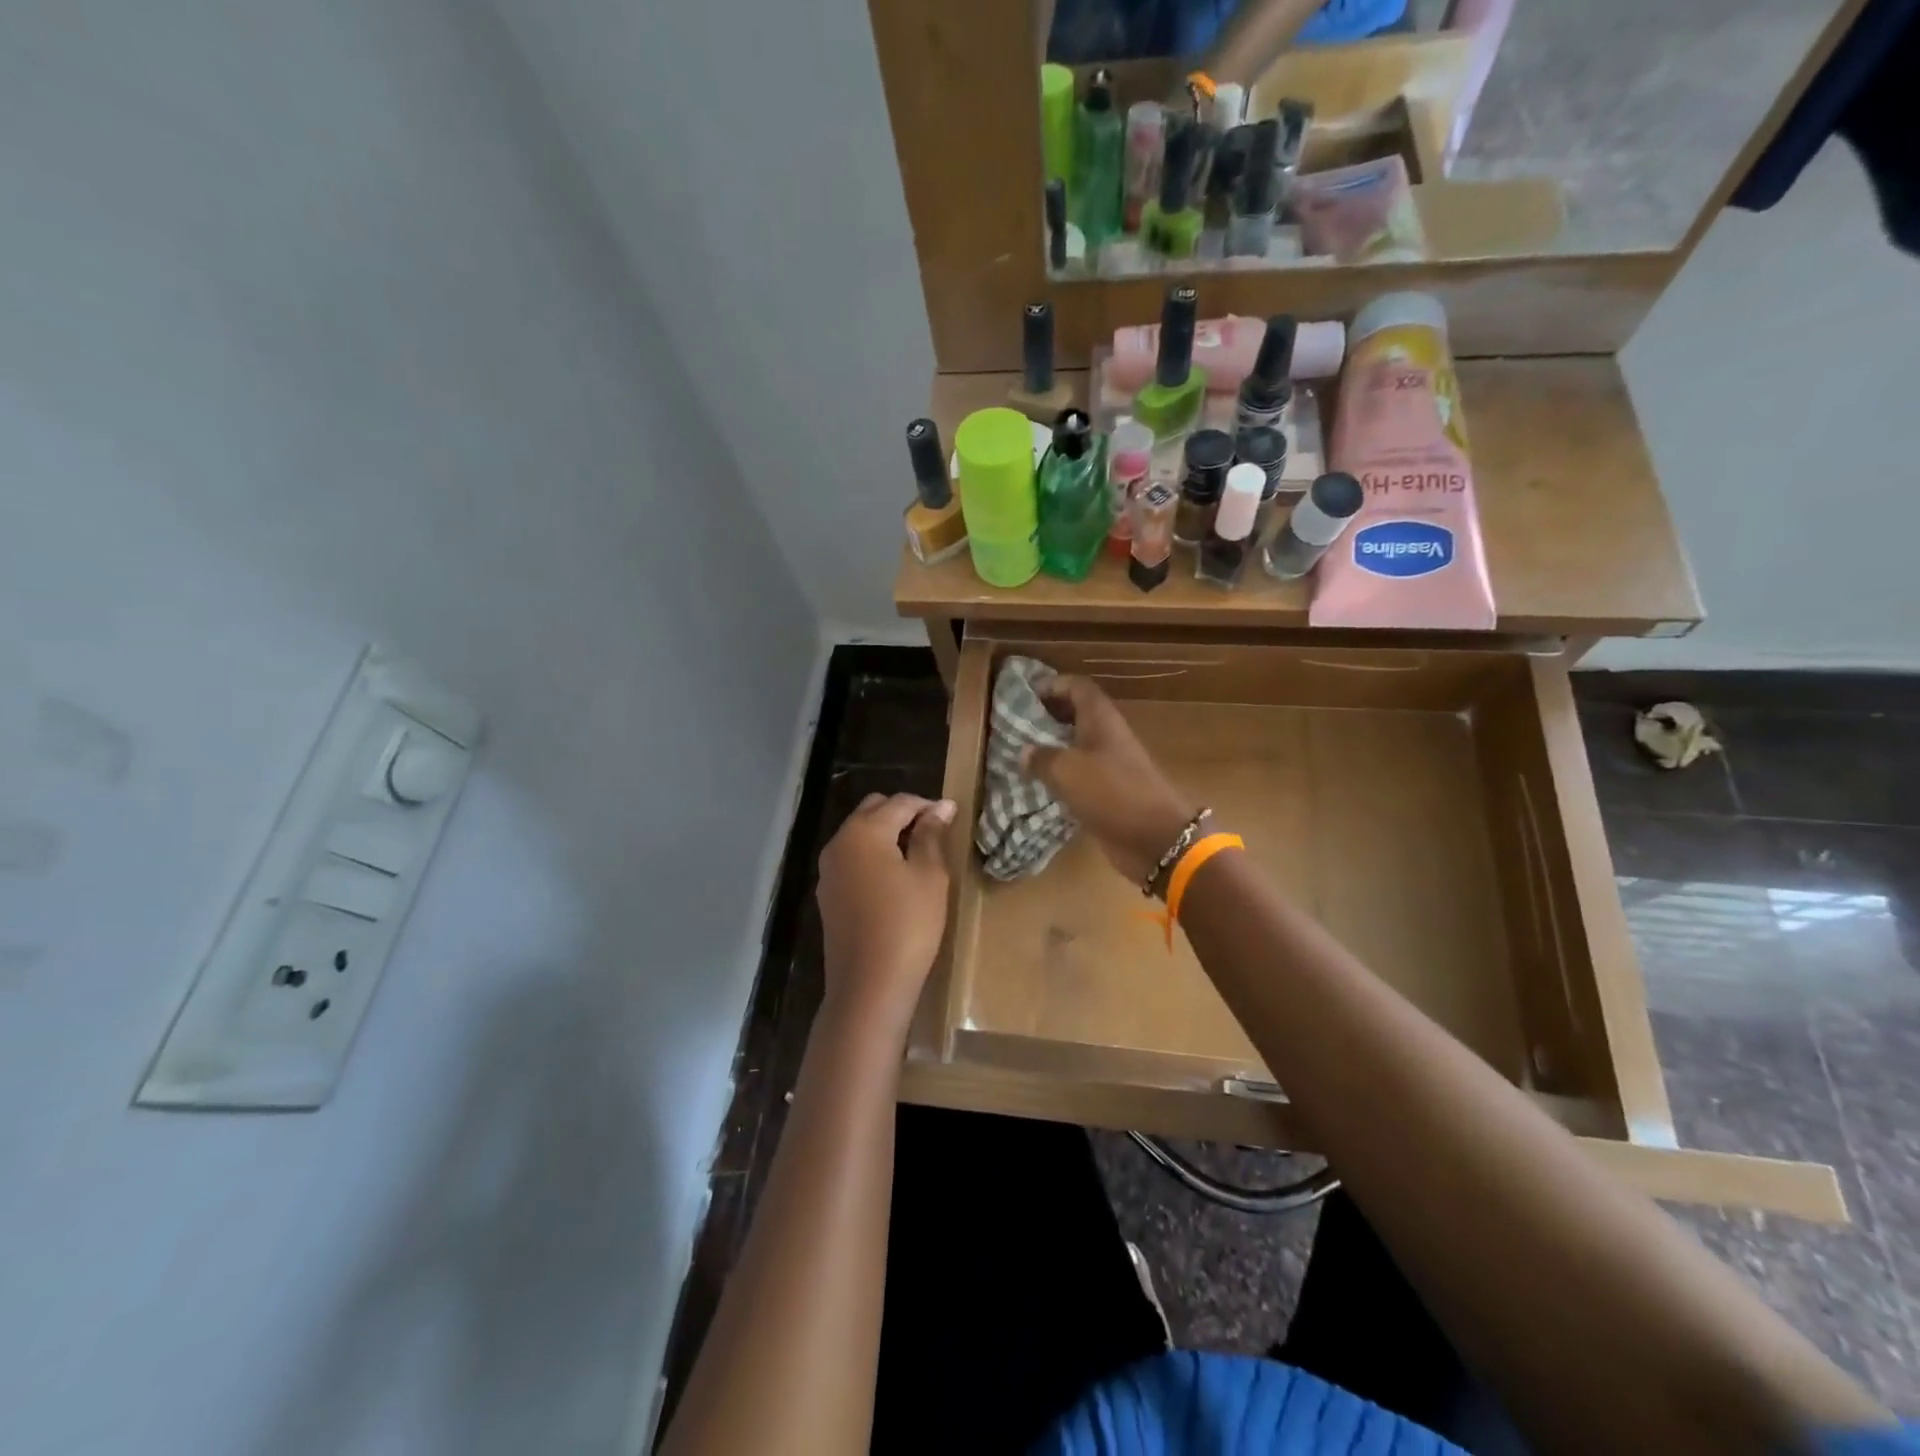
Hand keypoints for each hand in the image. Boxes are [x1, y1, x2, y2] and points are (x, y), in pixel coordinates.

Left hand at [815, 793, 954, 1025]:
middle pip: (872, 811)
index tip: (952, 816)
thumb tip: (940, 807)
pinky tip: (894, 878)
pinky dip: (872, 856)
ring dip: (886, 834)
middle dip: (902, 814)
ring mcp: (828, 870)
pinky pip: (852, 859)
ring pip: (859, 834)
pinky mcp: (827, 894)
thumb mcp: (929, 876)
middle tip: (934, 832)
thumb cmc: (908, 925)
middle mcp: (839, 842)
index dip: (928, 805)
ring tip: (917, 854)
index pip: (899, 802)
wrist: (868, 985)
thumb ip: (931, 835)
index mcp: (864, 832)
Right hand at [1021, 676, 1199, 886]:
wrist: (1155, 839)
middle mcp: (1107, 737)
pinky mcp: (1110, 792)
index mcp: (1101, 720)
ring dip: (1053, 747)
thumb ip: (1042, 757)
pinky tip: (1039, 784)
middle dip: (1048, 715)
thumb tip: (1024, 752)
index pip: (1077, 687)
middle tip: (1017, 724)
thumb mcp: (1067, 770)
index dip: (1053, 685)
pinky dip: (1061, 775)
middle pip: (1077, 714)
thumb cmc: (1111, 793)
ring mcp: (1111, 765)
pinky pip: (1081, 775)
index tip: (1025, 694)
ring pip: (1077, 746)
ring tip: (1021, 753)